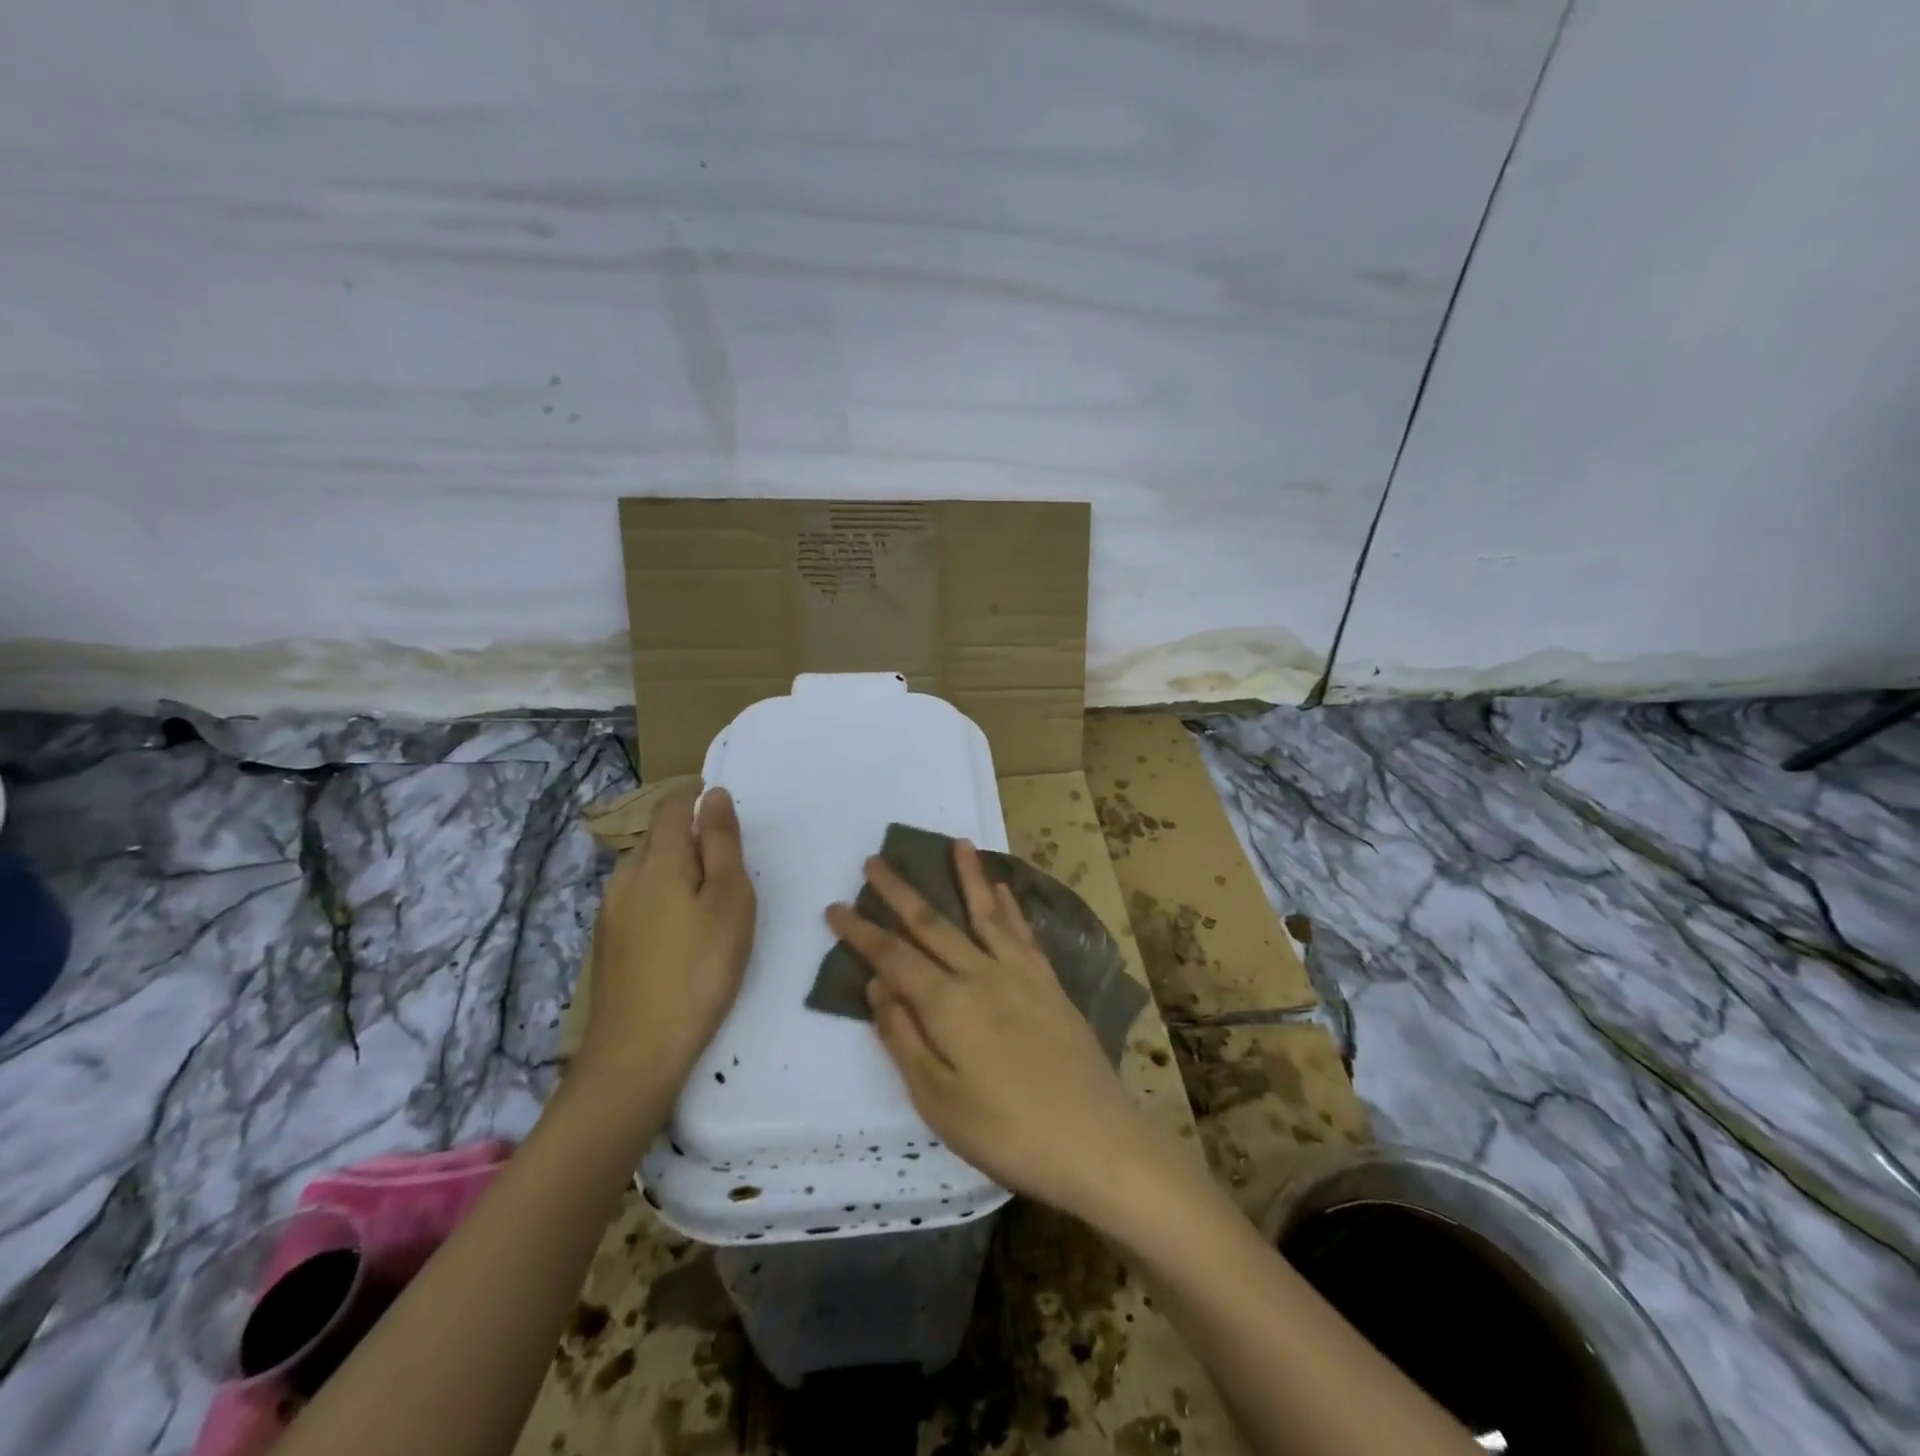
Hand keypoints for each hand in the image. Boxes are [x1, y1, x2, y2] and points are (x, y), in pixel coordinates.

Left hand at [578, 786, 755, 1093]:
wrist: (638, 1051)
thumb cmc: (700, 968)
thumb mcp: (729, 899)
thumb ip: (721, 843)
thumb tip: (713, 795)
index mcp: (657, 860)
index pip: (671, 807)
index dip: (694, 797)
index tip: (722, 806)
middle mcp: (625, 877)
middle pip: (656, 838)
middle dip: (689, 836)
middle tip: (729, 862)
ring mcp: (610, 913)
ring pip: (645, 871)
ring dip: (675, 869)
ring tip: (710, 899)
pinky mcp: (607, 944)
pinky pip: (637, 900)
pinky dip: (663, 897)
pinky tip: (681, 931)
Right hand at [825, 840, 1154, 1221]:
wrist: (1095, 1141)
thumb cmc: (1007, 1132)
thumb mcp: (938, 1100)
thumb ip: (904, 1038)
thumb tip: (878, 985)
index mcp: (947, 1004)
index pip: (892, 956)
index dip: (861, 931)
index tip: (835, 906)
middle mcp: (981, 974)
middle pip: (932, 923)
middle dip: (899, 891)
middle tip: (875, 861)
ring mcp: (1020, 974)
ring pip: (984, 913)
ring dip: (966, 876)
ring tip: (956, 843)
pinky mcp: (1049, 983)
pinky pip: (1022, 932)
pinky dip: (1009, 906)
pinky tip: (1002, 888)